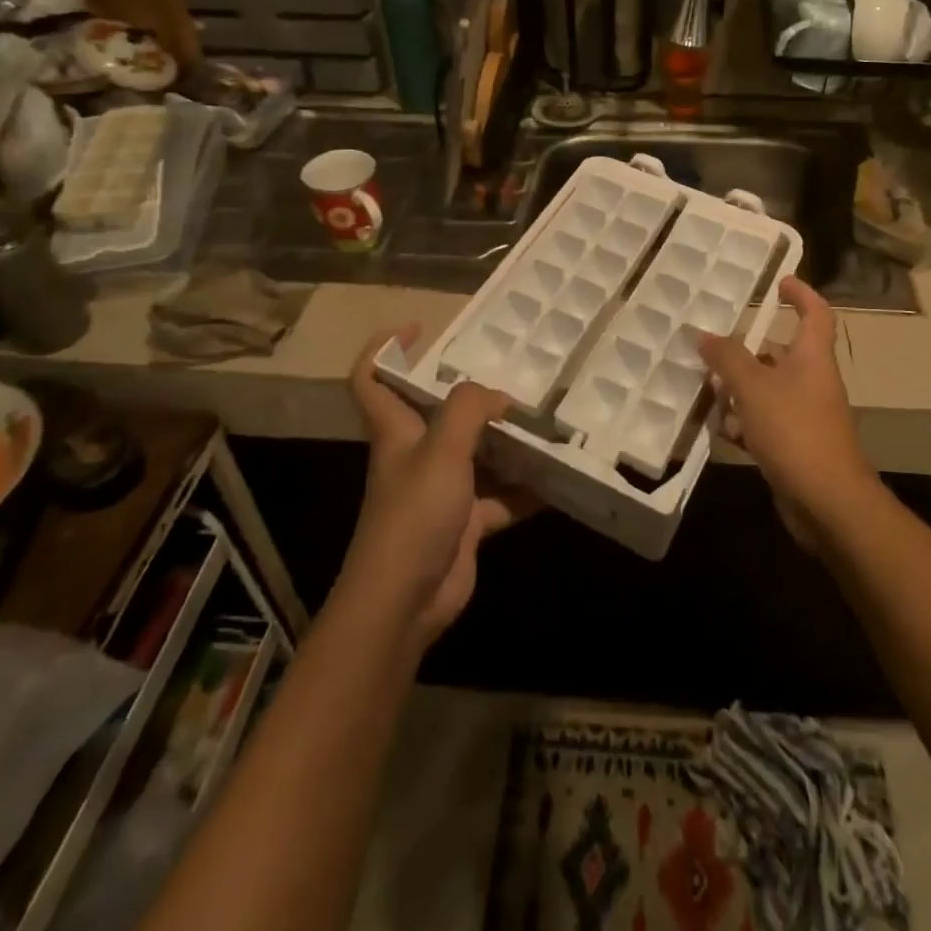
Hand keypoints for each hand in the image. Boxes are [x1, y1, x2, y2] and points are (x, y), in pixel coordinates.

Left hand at [344, 326, 534, 649]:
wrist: (404, 602)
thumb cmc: (413, 515)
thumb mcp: (442, 450)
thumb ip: (470, 410)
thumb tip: (501, 396)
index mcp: (397, 430)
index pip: (372, 379)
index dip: (385, 349)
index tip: (419, 328)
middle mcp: (417, 454)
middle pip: (438, 412)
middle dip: (472, 394)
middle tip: (513, 376)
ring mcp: (443, 490)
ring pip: (478, 454)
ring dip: (508, 442)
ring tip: (546, 422)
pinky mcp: (466, 522)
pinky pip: (502, 497)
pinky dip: (527, 491)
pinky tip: (559, 480)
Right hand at [697, 276, 878, 547]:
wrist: (827, 502)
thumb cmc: (794, 431)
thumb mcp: (753, 388)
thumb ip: (727, 358)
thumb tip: (704, 335)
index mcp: (811, 358)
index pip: (815, 314)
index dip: (801, 294)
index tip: (779, 282)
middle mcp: (812, 381)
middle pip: (780, 354)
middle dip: (746, 352)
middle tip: (713, 350)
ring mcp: (805, 415)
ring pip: (767, 390)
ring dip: (739, 391)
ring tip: (707, 393)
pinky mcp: (795, 445)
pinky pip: (765, 422)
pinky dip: (744, 423)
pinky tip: (722, 432)